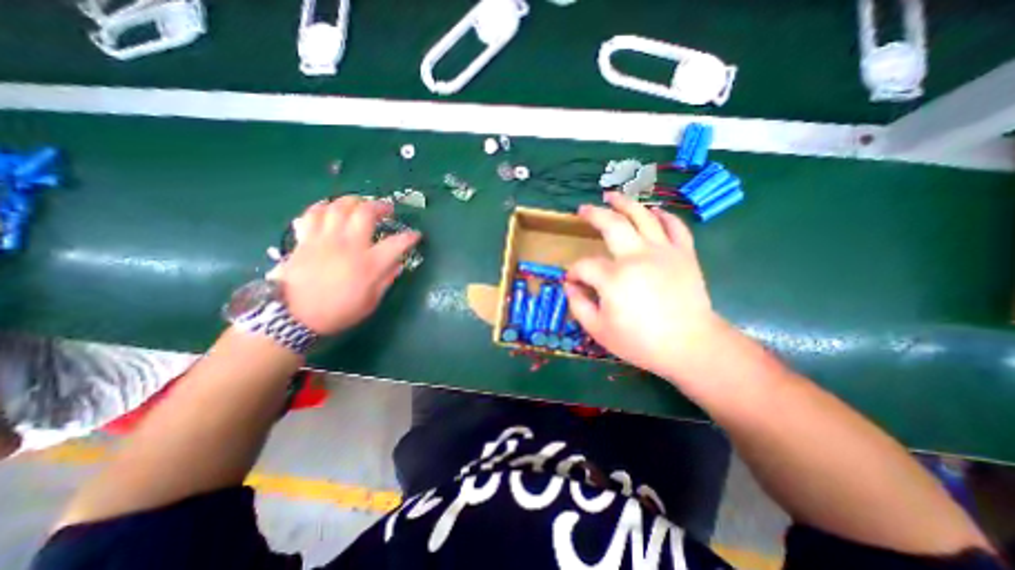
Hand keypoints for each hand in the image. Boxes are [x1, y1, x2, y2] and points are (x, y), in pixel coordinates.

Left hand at [270, 198, 420, 336]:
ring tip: (361, 205)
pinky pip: (314, 213)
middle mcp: (348, 245)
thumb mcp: (370, 302)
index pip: (396, 243)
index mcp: (368, 264)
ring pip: (339, 206)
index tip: (415, 235)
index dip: (410, 237)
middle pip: (365, 212)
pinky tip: (331, 210)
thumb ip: (386, 280)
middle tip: (387, 209)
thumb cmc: (337, 312)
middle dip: (381, 206)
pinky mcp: (306, 239)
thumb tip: (397, 264)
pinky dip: (325, 207)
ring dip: (354, 201)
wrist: (292, 317)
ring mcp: (325, 239)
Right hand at [564, 191, 728, 382]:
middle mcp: (637, 256)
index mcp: (614, 278)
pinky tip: (653, 212)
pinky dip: (663, 216)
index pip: (584, 266)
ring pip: (643, 216)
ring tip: (612, 196)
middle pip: (611, 224)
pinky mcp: (684, 254)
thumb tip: (569, 285)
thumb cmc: (641, 342)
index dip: (574, 272)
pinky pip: (674, 226)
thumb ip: (578, 305)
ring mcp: (663, 251)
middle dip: (593, 215)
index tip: (572, 280)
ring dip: (625, 203)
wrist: (691, 347)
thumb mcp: (598, 330)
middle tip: (583, 209)